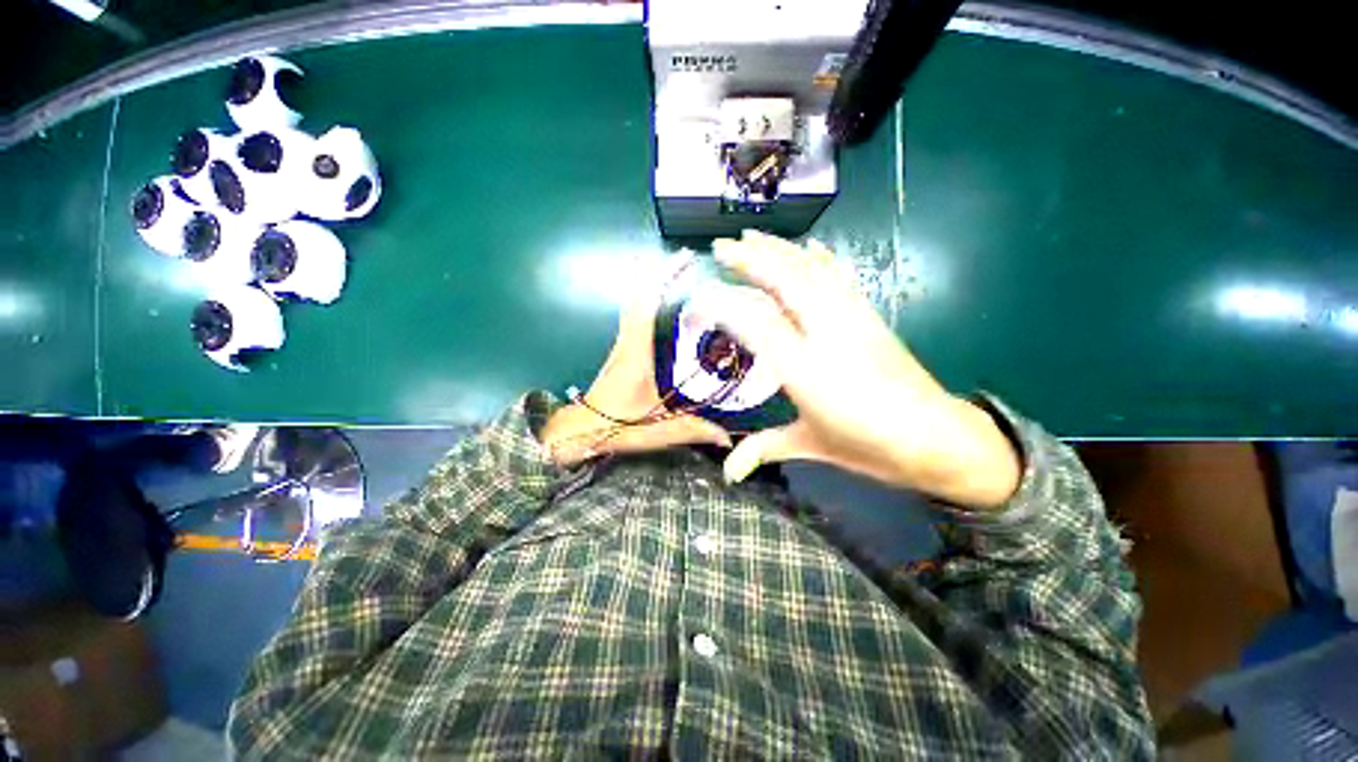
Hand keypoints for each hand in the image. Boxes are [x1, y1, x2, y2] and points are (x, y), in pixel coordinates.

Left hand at [540, 255, 731, 467]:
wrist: (581, 430)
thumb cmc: (615, 427)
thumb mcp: (657, 430)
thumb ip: (692, 430)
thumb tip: (726, 437)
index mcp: (636, 354)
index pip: (646, 304)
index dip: (664, 277)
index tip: (684, 259)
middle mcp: (627, 341)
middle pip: (639, 294)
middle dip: (662, 271)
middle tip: (688, 261)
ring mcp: (622, 342)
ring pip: (634, 301)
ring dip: (654, 282)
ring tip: (681, 273)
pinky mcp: (622, 348)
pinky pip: (634, 312)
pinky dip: (648, 297)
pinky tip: (665, 299)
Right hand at [698, 231, 1020, 508]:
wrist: (938, 439)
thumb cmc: (868, 445)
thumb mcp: (811, 445)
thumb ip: (765, 449)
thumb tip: (729, 472)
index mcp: (804, 369)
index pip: (755, 323)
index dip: (724, 305)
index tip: (700, 297)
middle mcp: (825, 334)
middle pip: (783, 283)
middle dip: (749, 260)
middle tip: (722, 246)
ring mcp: (851, 320)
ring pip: (811, 272)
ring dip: (780, 250)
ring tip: (754, 236)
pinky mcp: (870, 317)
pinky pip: (841, 278)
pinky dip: (823, 259)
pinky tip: (812, 247)